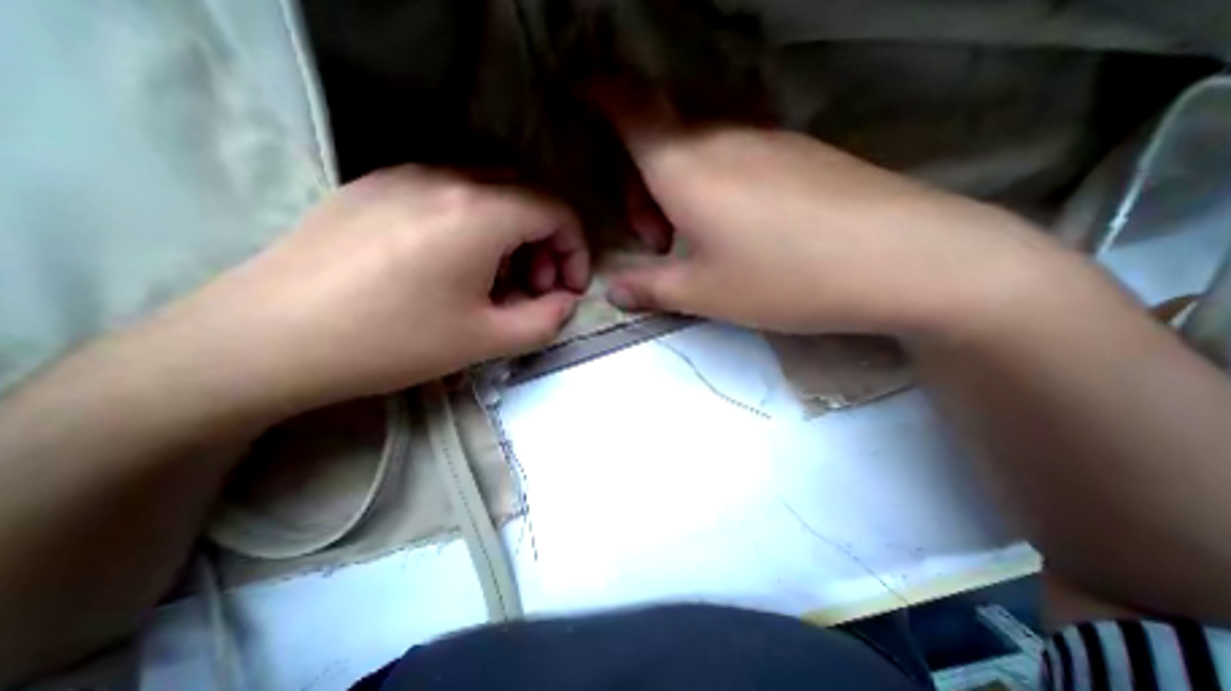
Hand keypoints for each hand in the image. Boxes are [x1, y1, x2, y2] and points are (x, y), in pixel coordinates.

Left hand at [149, 164, 590, 409]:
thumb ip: (546, 320)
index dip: (576, 251)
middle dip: (548, 243)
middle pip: (529, 194)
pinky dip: (478, 227)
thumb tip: (565, 302)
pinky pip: (452, 195)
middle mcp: (446, 178)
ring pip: (492, 193)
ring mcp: (406, 175)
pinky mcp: (377, 187)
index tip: (570, 290)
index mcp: (479, 213)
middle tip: (536, 288)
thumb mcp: (487, 340)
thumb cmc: (391, 341)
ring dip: (514, 235)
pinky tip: (458, 267)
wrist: (266, 340)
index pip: (557, 212)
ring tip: (499, 282)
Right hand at [604, 120, 1078, 340]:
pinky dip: (715, 185)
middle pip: (660, 139)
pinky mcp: (799, 154)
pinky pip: (736, 156)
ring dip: (678, 189)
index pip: (630, 108)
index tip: (579, 92)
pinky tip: (735, 227)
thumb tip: (614, 293)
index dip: (599, 92)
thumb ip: (649, 289)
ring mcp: (767, 140)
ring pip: (698, 148)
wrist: (899, 259)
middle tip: (656, 242)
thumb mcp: (702, 292)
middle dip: (640, 186)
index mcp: (685, 167)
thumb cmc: (782, 277)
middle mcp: (723, 138)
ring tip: (693, 240)